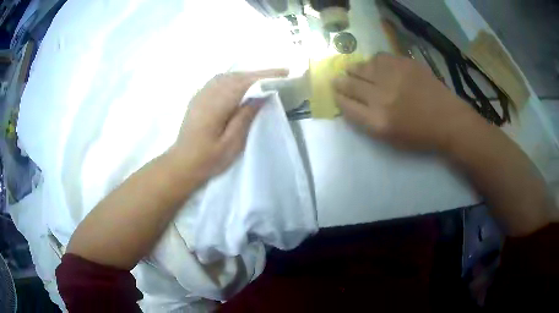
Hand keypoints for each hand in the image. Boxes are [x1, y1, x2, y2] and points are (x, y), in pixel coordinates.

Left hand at [171, 69, 288, 180]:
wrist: (181, 164)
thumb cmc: (208, 159)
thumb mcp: (232, 143)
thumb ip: (246, 116)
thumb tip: (261, 95)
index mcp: (217, 104)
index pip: (245, 82)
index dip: (266, 76)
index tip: (285, 72)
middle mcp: (208, 93)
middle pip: (237, 76)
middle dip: (259, 73)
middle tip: (279, 74)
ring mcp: (201, 94)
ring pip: (227, 76)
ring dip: (246, 75)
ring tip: (263, 79)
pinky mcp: (198, 98)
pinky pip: (218, 81)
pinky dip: (234, 78)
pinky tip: (240, 84)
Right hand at [333, 53, 478, 150]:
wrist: (447, 119)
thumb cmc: (420, 135)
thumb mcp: (390, 139)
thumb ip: (368, 122)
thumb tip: (351, 104)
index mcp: (377, 121)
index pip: (346, 105)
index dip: (338, 98)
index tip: (336, 94)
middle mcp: (381, 97)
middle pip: (350, 85)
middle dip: (340, 82)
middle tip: (337, 80)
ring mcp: (393, 77)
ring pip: (362, 67)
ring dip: (353, 69)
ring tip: (351, 69)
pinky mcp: (404, 64)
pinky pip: (379, 57)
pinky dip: (373, 61)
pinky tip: (374, 65)